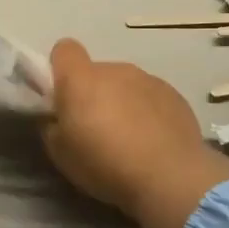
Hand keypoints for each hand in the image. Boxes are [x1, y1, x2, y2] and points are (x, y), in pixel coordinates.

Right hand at [42, 39, 228, 227]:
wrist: (169, 177)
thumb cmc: (104, 164)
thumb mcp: (60, 154)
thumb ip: (53, 127)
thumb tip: (59, 119)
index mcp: (81, 79)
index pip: (64, 50)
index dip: (60, 68)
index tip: (63, 96)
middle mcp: (115, 70)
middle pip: (97, 72)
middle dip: (94, 94)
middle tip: (97, 130)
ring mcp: (148, 79)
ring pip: (126, 85)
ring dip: (122, 103)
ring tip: (129, 140)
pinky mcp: (175, 95)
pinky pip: (151, 98)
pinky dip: (148, 113)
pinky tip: (154, 143)